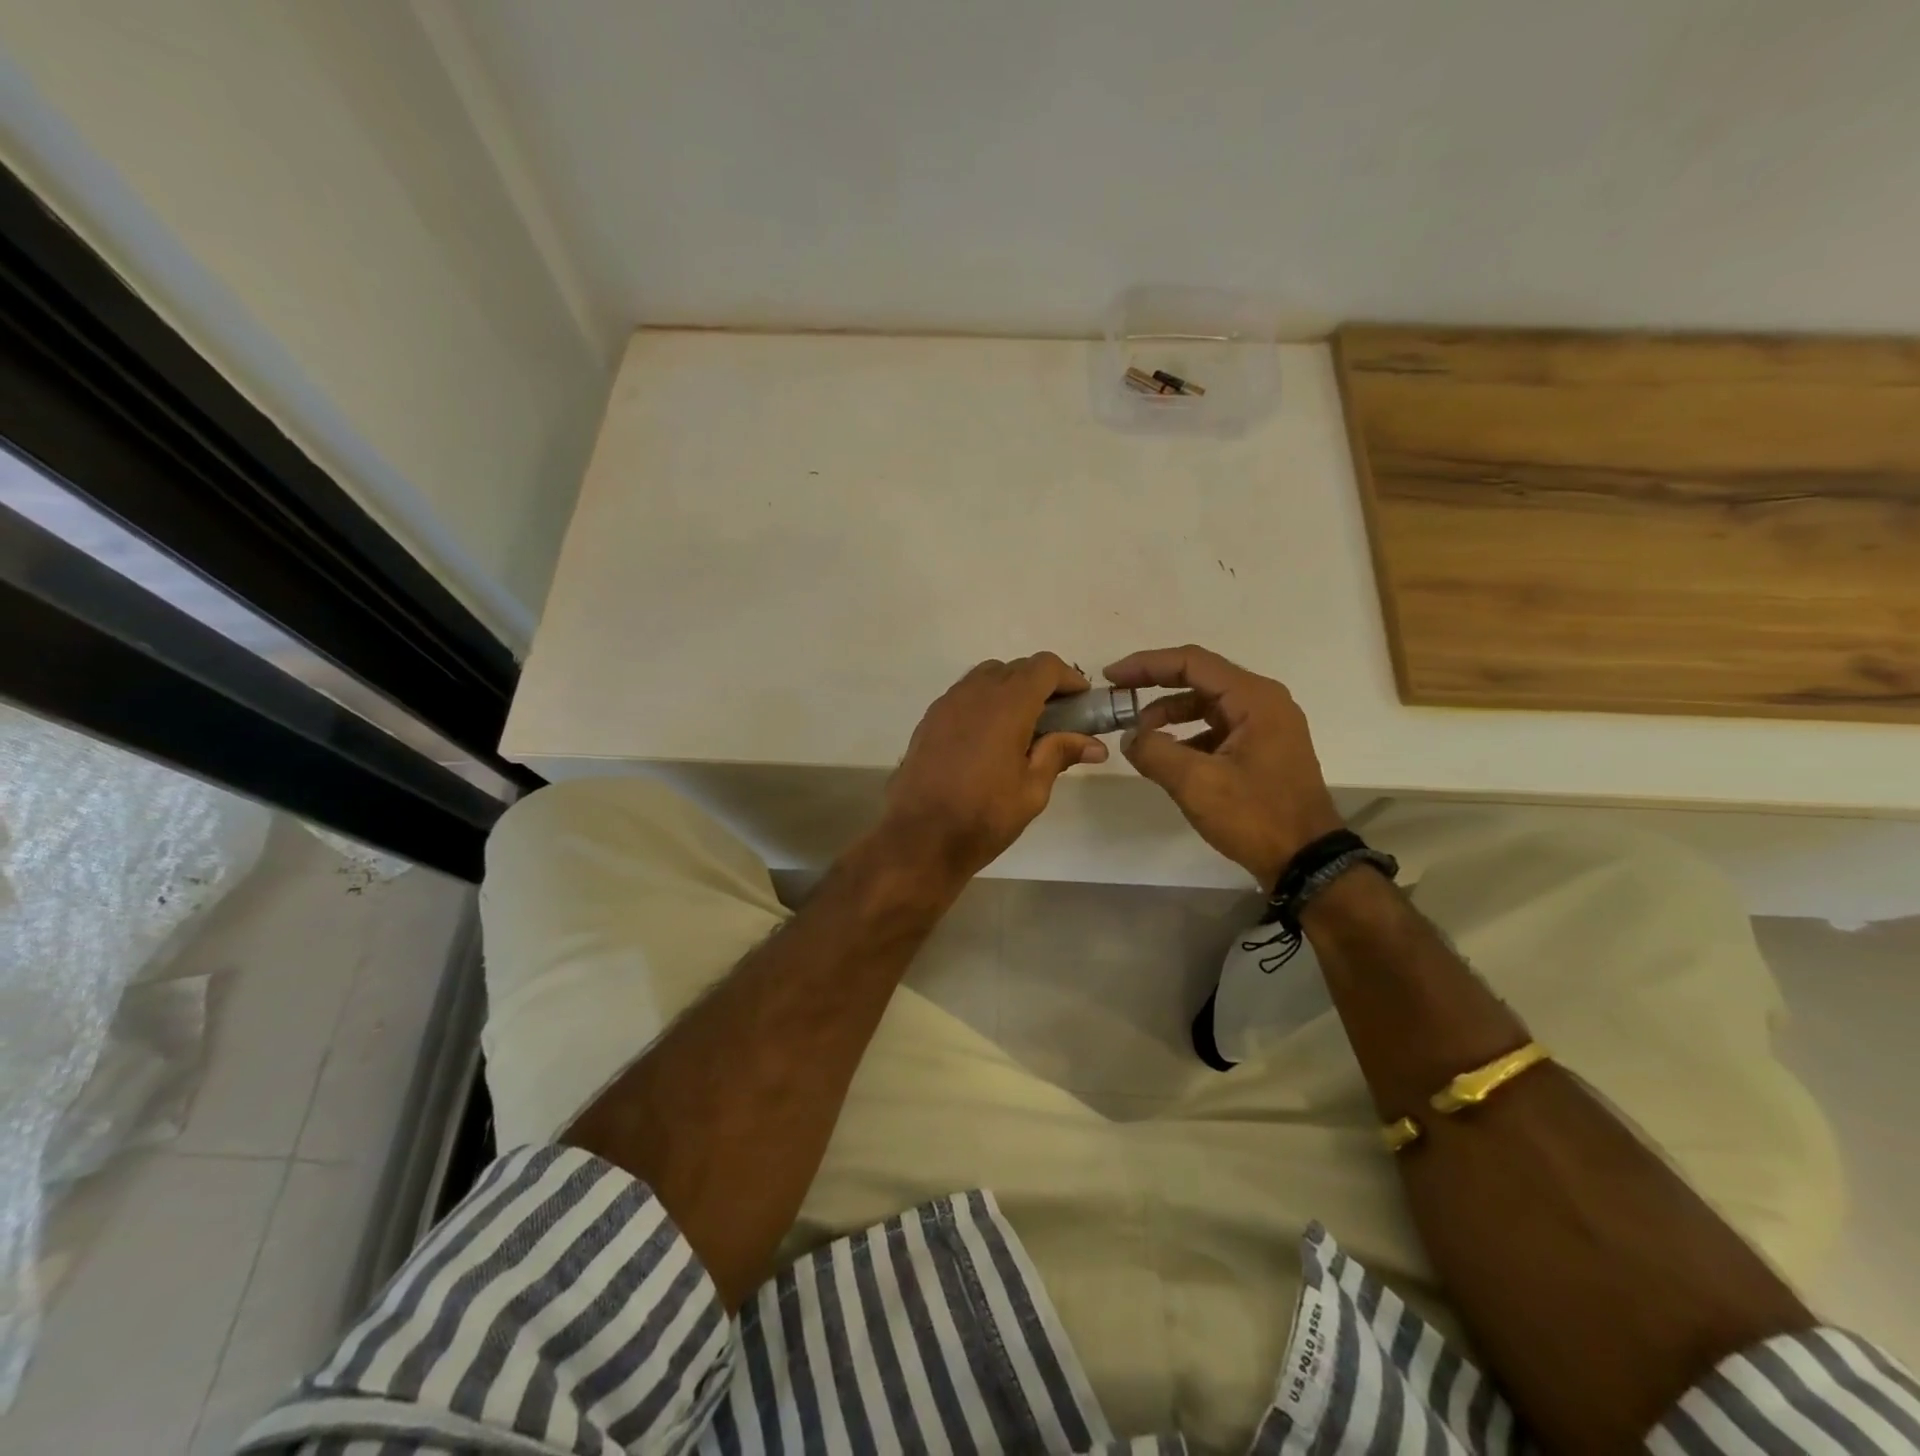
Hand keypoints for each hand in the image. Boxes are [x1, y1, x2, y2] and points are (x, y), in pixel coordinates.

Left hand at [882, 653, 1108, 880]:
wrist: (919, 837)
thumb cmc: (983, 816)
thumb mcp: (1032, 790)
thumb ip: (1060, 754)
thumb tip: (1095, 745)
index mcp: (1008, 704)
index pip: (1045, 666)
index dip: (1068, 678)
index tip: (1082, 702)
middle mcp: (975, 692)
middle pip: (1016, 668)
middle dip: (1042, 684)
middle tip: (1058, 718)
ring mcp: (947, 703)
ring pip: (986, 677)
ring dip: (1010, 690)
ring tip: (1023, 726)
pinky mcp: (929, 719)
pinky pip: (964, 695)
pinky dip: (984, 702)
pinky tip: (989, 738)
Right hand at [1105, 645, 1342, 889]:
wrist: (1307, 862)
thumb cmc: (1256, 816)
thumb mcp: (1196, 783)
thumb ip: (1155, 752)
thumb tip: (1130, 737)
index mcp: (1254, 698)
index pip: (1192, 662)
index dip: (1146, 665)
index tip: (1111, 677)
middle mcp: (1263, 702)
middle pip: (1200, 679)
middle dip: (1155, 688)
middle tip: (1118, 700)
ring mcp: (1266, 726)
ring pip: (1207, 705)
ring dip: (1170, 715)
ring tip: (1139, 737)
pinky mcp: (1262, 750)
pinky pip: (1217, 729)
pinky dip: (1188, 736)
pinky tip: (1167, 757)